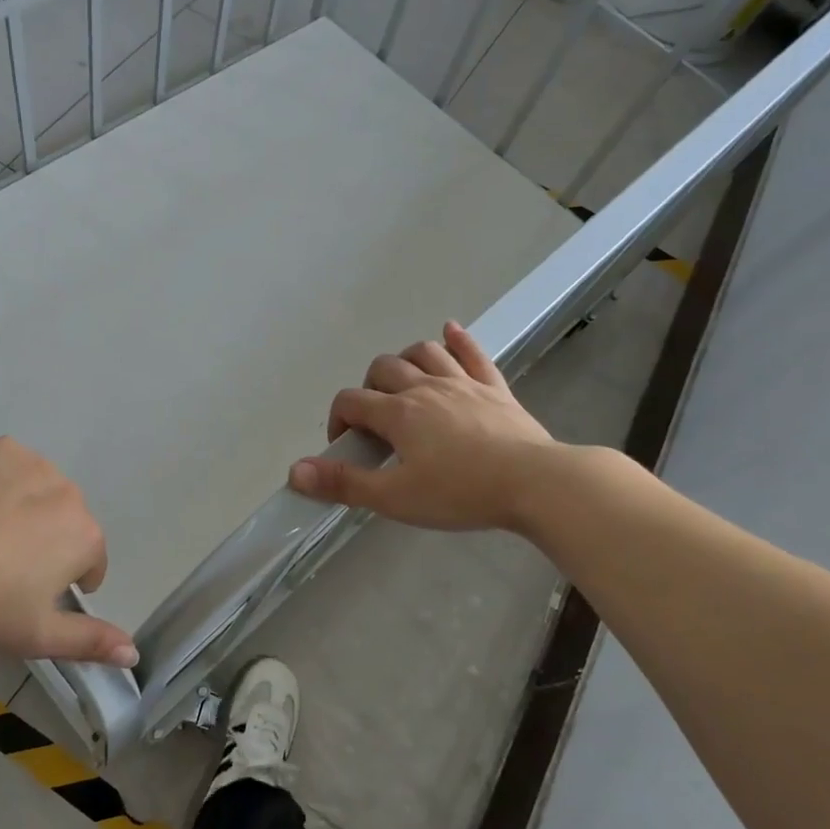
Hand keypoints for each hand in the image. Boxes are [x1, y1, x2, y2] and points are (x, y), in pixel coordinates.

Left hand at [0, 438, 137, 667]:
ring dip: (22, 510)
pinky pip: (7, 466)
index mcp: (86, 536)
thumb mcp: (35, 635)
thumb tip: (133, 654)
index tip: (27, 595)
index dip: (62, 584)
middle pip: (64, 523)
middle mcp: (70, 492)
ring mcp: (34, 463)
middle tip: (0, 567)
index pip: (89, 563)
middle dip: (44, 542)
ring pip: (37, 492)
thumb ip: (89, 642)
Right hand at [288, 321, 559, 532]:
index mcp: (398, 414)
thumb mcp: (395, 497)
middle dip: (369, 388)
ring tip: (402, 383)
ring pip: (424, 353)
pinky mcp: (495, 388)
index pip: (351, 402)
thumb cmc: (460, 493)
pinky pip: (473, 354)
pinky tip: (450, 331)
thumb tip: (294, 471)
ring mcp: (463, 383)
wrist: (535, 483)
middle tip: (376, 422)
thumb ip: (344, 482)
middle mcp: (425, 388)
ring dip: (406, 361)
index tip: (345, 446)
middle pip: (384, 369)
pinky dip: (458, 340)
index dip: (338, 420)